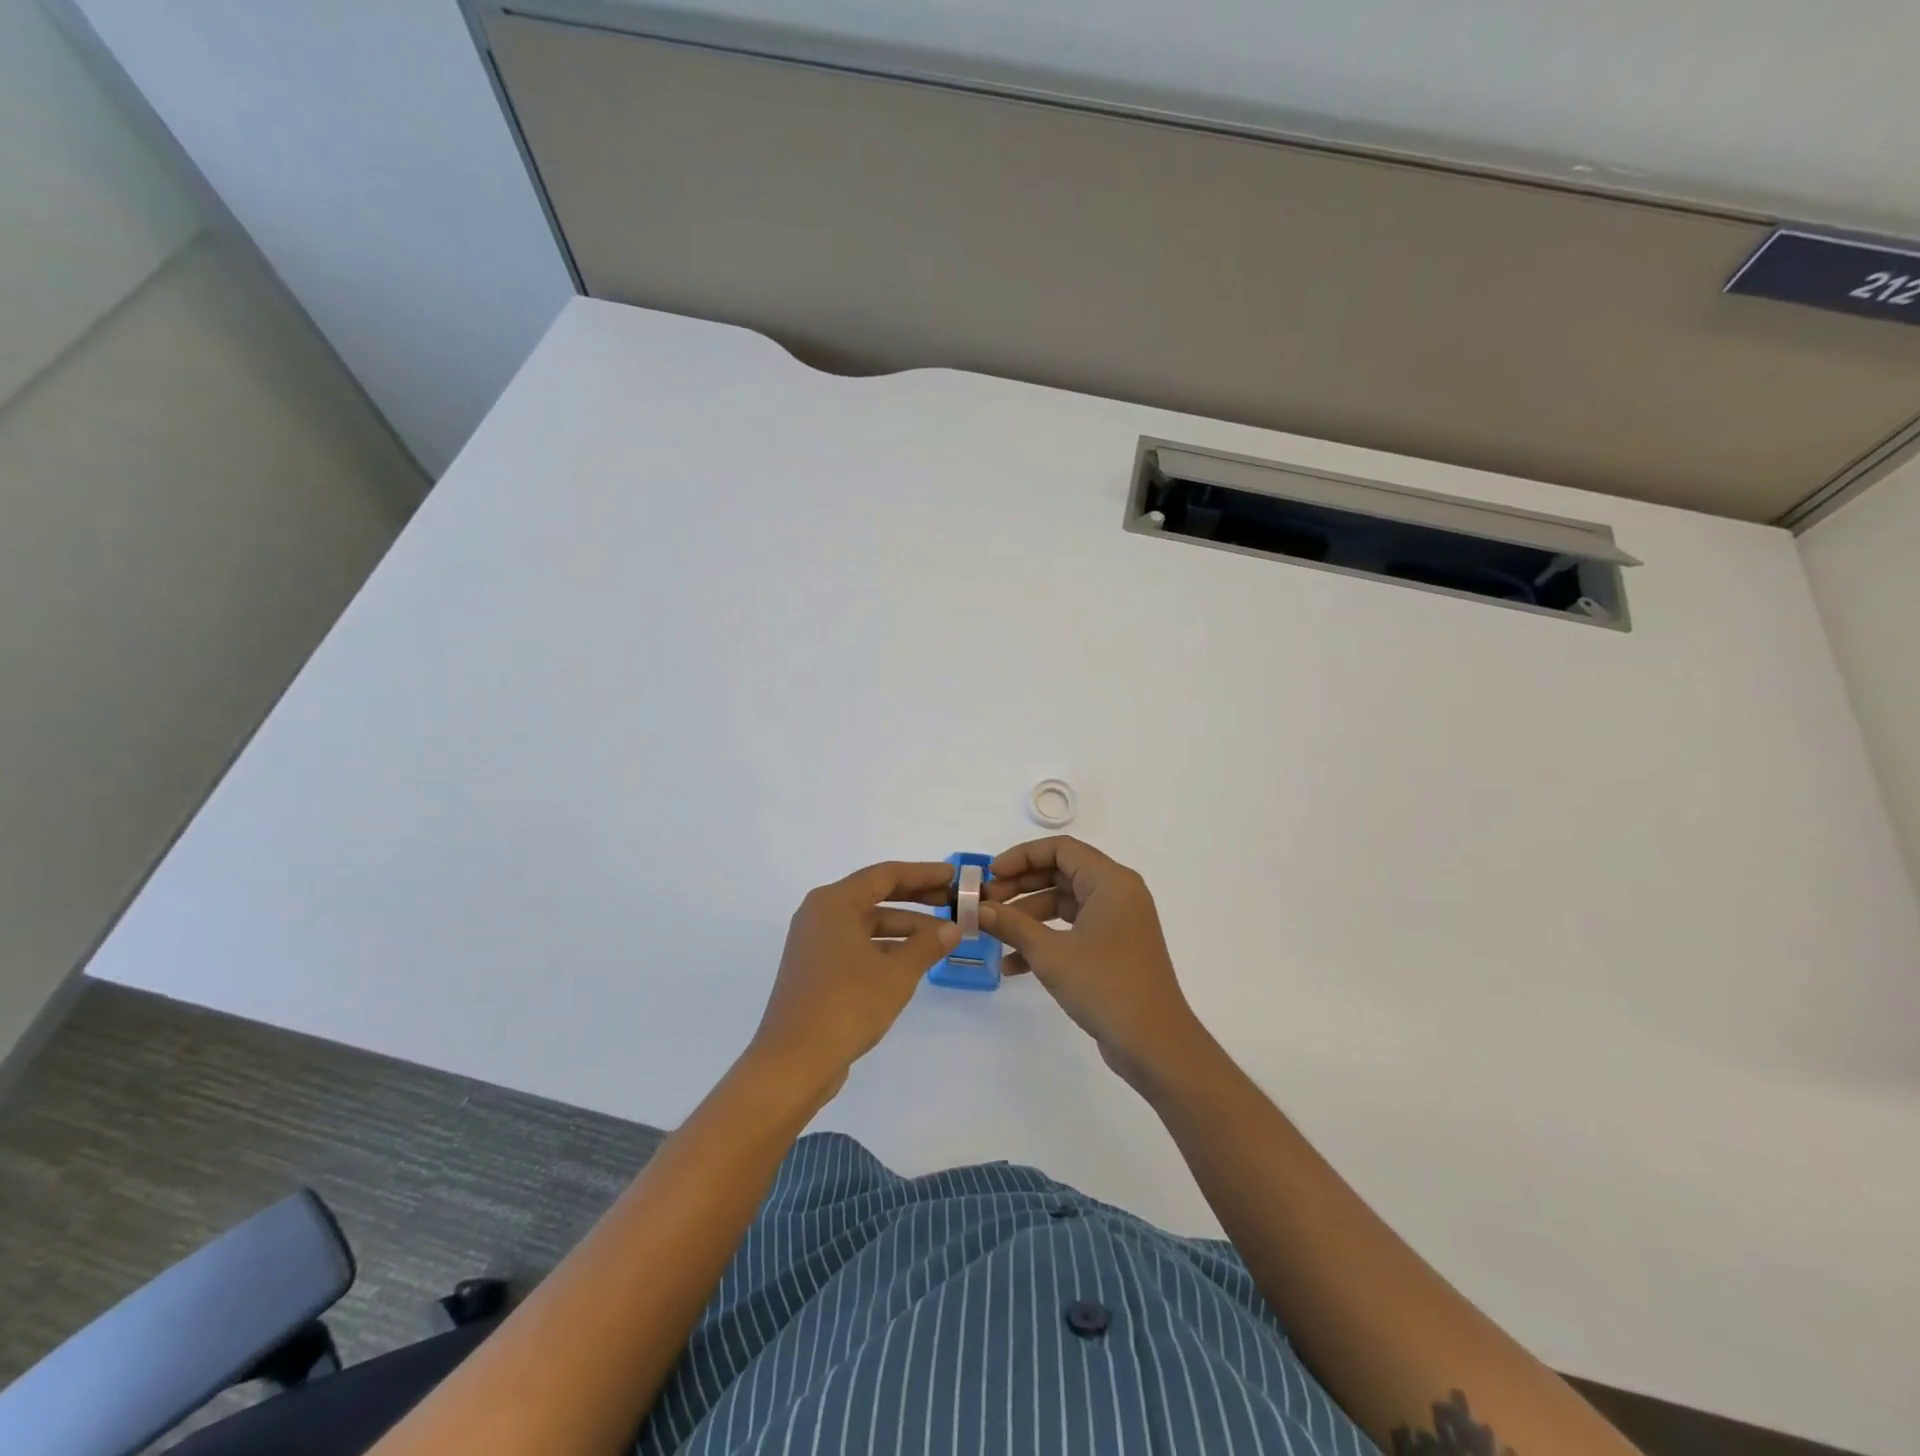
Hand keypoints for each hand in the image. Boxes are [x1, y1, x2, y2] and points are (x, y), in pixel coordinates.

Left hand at [749, 860, 959, 1099]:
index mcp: (834, 902)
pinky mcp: (816, 969)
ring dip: (904, 928)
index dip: (923, 873)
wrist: (794, 1061)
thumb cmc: (847, 1004)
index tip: (954, 876)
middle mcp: (820, 914)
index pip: (886, 875)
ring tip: (943, 938)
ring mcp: (815, 943)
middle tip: (953, 902)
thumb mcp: (896, 973)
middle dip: (917, 899)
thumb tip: (953, 929)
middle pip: (876, 895)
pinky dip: (886, 947)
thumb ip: (927, 945)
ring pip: (868, 923)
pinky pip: (857, 945)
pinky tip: (914, 961)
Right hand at [980, 836, 1207, 1088]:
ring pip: (1063, 903)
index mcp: (1111, 882)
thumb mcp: (1051, 955)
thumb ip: (1012, 925)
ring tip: (992, 933)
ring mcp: (1116, 921)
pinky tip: (1012, 965)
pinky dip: (1045, 940)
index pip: (1060, 849)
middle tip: (985, 903)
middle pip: (1060, 873)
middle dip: (1020, 887)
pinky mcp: (1112, 948)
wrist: (1155, 1046)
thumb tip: (977, 908)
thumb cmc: (1106, 987)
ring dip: (1027, 916)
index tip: (990, 875)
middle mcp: (1117, 893)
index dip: (1021, 857)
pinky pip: (1072, 930)